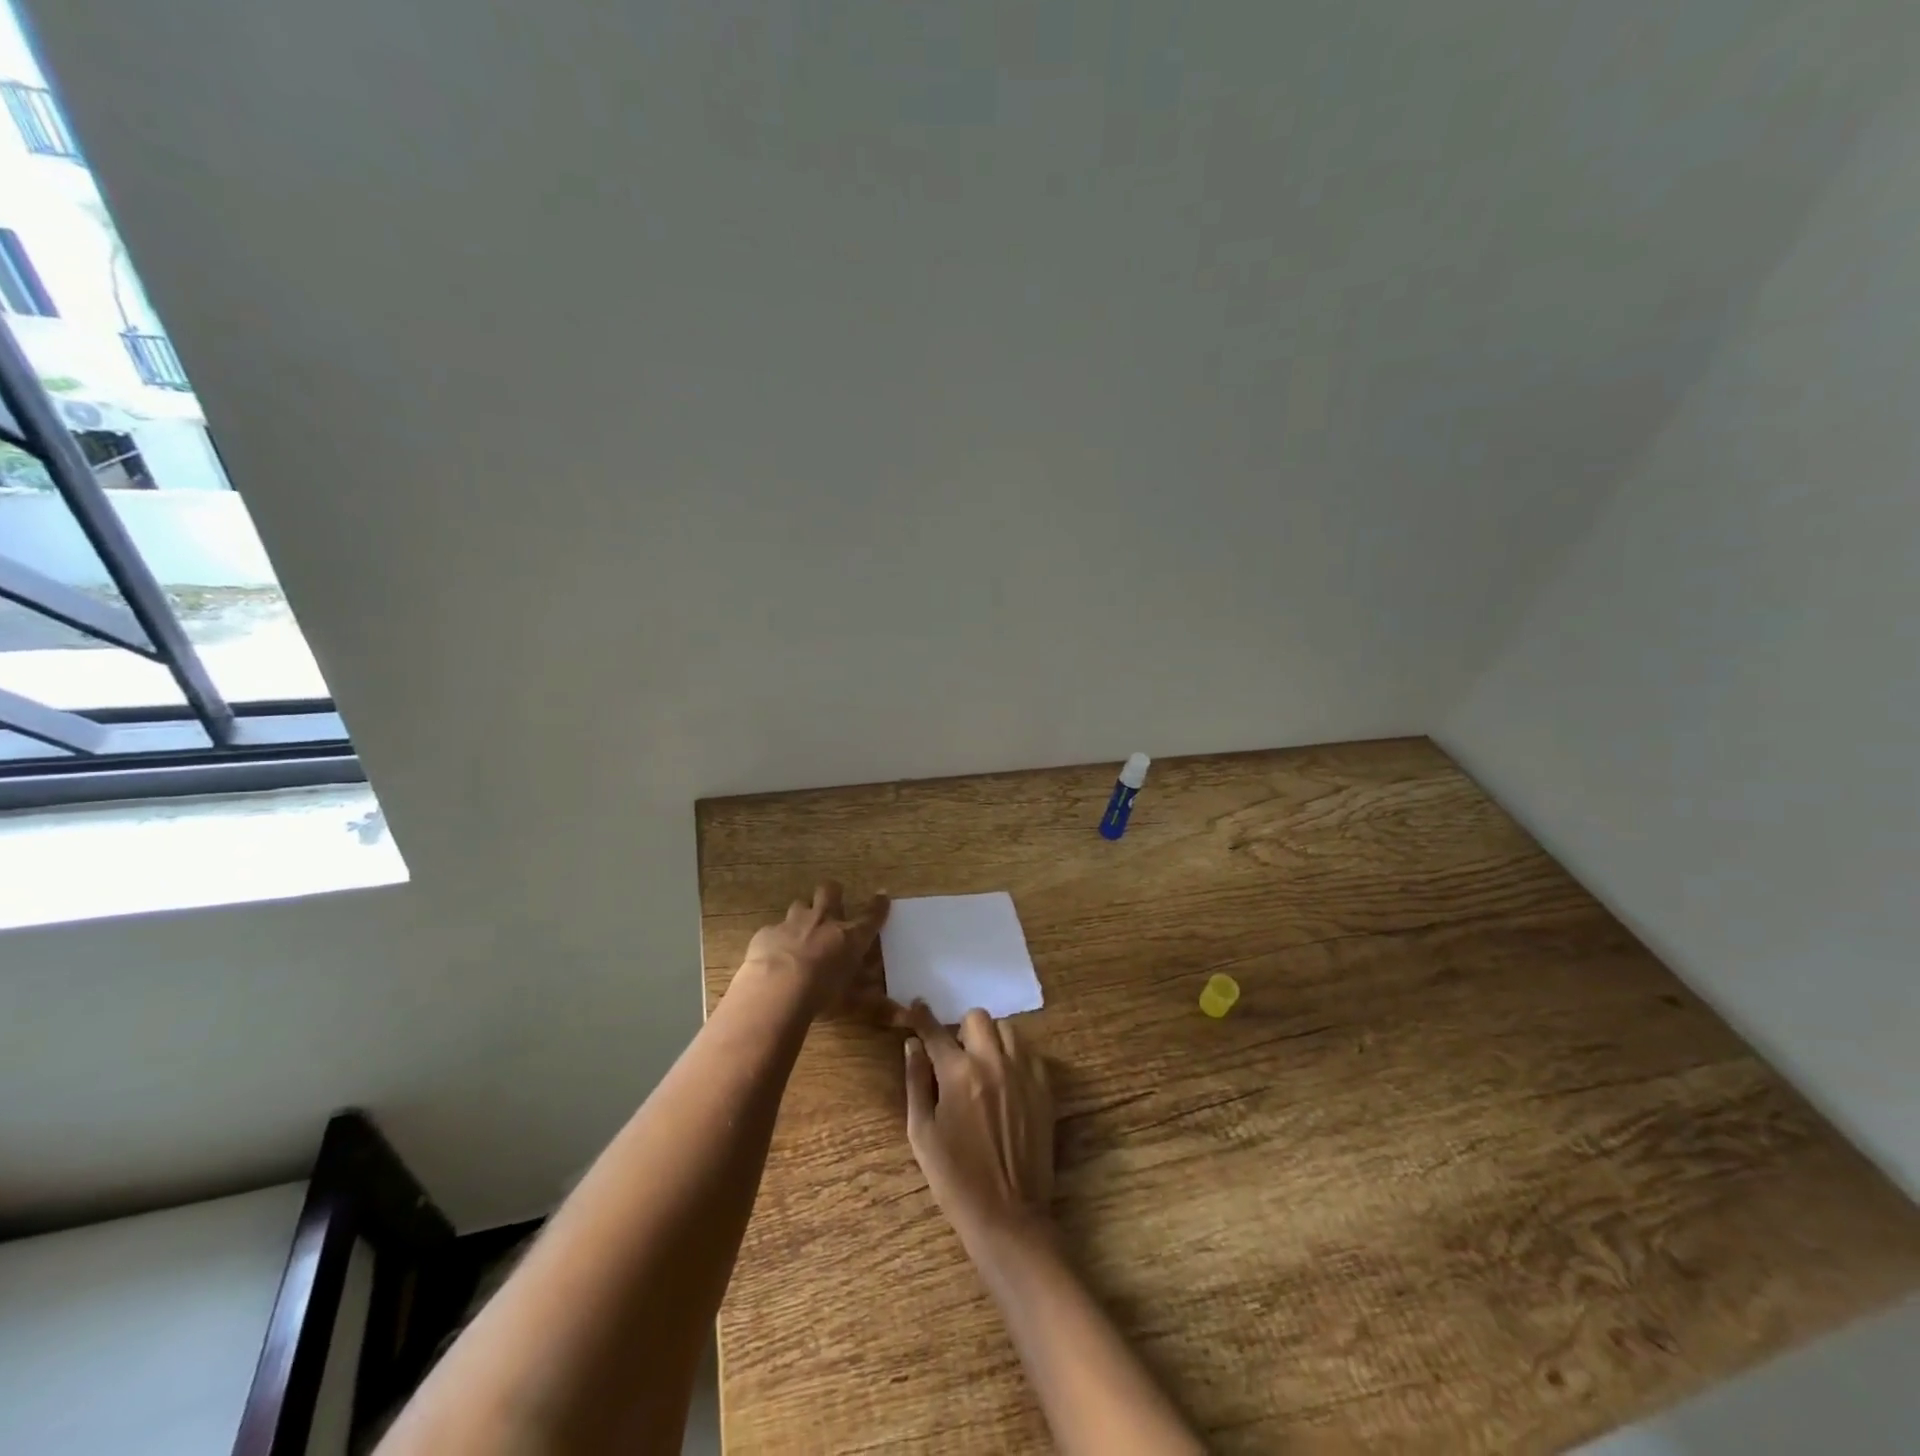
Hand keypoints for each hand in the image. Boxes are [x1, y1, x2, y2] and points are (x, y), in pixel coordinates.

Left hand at [742, 881, 893, 1019]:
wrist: (776, 989)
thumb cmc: (821, 995)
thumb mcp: (852, 1003)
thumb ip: (874, 1004)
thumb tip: (901, 1014)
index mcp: (850, 937)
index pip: (871, 916)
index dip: (879, 905)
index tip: (882, 896)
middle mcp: (823, 921)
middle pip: (830, 890)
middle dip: (833, 893)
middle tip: (832, 905)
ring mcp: (793, 923)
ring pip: (800, 904)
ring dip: (803, 914)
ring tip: (801, 931)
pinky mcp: (768, 932)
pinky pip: (774, 929)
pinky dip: (776, 938)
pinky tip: (773, 954)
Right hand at [903, 1003, 1054, 1240]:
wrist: (1008, 1216)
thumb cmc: (955, 1179)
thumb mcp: (922, 1133)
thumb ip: (916, 1082)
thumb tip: (912, 1045)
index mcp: (958, 1073)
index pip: (936, 1031)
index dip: (922, 1016)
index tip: (916, 1006)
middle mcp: (993, 1063)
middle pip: (978, 1018)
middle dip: (962, 1030)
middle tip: (957, 1054)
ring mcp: (1024, 1074)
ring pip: (1008, 1030)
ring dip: (992, 1039)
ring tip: (984, 1065)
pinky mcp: (1045, 1089)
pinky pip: (1030, 1053)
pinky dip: (1016, 1057)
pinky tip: (1007, 1080)